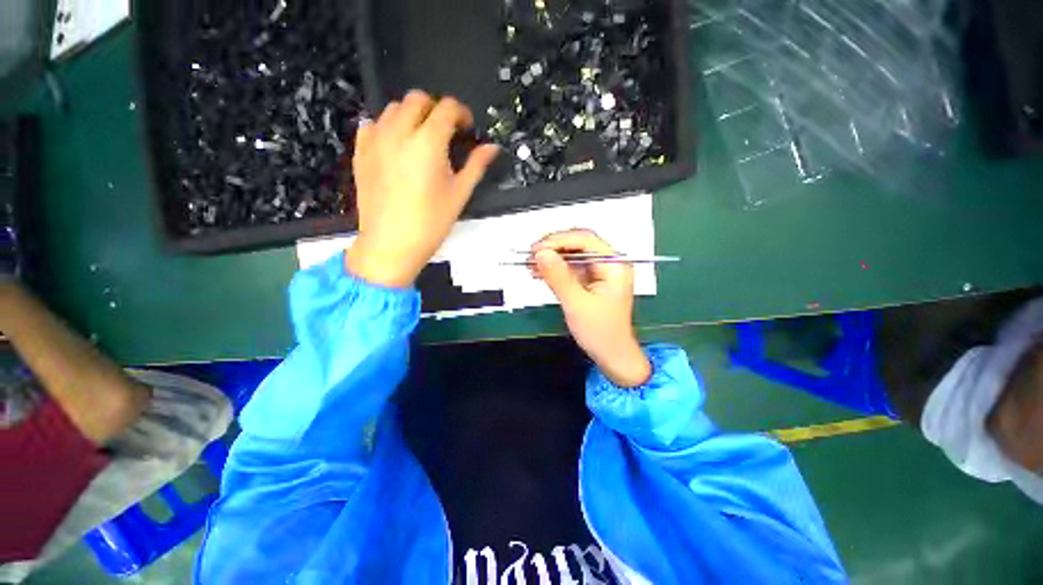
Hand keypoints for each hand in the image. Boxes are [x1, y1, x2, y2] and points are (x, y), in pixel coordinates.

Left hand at [346, 91, 499, 287]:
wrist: (391, 244)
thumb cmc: (430, 223)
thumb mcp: (459, 194)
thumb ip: (476, 165)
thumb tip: (492, 148)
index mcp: (427, 143)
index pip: (447, 108)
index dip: (461, 113)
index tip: (467, 128)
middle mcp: (399, 133)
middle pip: (417, 99)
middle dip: (436, 109)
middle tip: (446, 132)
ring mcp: (375, 140)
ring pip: (393, 108)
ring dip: (412, 115)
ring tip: (422, 139)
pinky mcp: (361, 152)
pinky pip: (372, 124)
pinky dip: (388, 126)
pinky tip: (397, 145)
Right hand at [532, 229, 650, 387]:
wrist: (612, 355)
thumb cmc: (602, 333)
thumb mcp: (577, 304)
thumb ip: (559, 277)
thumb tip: (541, 254)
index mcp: (615, 265)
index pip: (585, 240)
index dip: (559, 240)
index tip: (537, 249)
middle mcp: (608, 264)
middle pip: (578, 244)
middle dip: (553, 248)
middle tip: (531, 256)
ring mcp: (598, 272)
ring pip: (571, 255)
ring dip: (550, 258)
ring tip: (530, 264)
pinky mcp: (589, 281)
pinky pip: (569, 268)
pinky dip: (553, 269)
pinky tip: (538, 272)